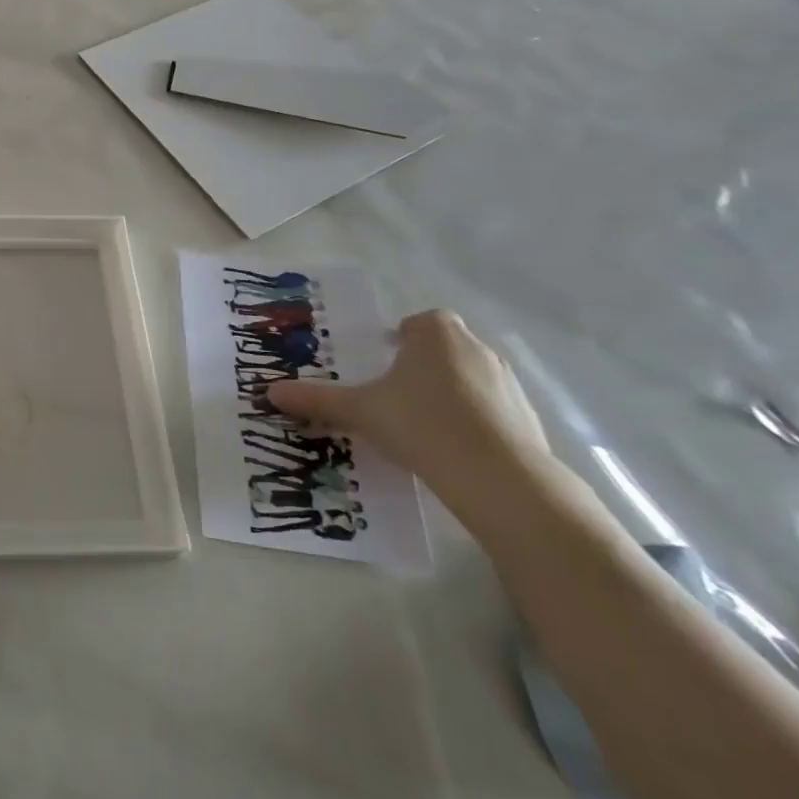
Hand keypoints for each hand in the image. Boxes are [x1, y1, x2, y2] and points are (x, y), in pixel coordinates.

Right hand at [267, 310, 550, 513]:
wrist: (498, 477)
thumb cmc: (420, 422)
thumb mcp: (359, 410)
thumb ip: (317, 399)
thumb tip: (270, 392)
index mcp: (436, 334)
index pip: (419, 322)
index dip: (401, 338)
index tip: (384, 362)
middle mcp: (476, 349)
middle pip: (445, 348)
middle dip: (422, 366)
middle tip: (394, 394)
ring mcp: (508, 384)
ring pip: (470, 379)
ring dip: (449, 394)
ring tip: (421, 426)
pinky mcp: (528, 419)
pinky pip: (492, 411)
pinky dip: (474, 422)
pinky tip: (451, 450)